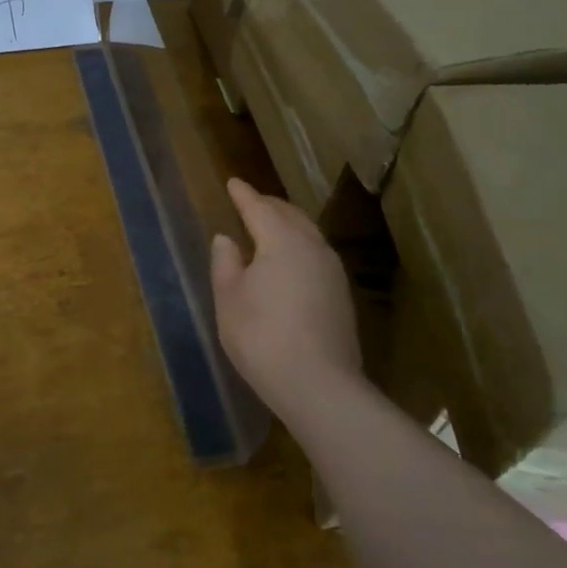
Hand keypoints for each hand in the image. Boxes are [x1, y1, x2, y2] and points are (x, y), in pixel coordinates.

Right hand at [210, 178, 359, 419]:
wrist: (318, 385)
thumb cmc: (262, 336)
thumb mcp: (229, 299)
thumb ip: (225, 263)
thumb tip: (226, 238)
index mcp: (282, 241)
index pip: (259, 208)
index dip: (243, 195)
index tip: (233, 182)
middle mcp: (313, 247)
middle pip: (290, 215)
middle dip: (268, 205)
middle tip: (250, 201)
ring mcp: (332, 271)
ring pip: (308, 233)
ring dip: (287, 224)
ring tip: (269, 226)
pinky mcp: (341, 295)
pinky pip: (316, 253)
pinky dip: (299, 245)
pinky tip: (289, 260)